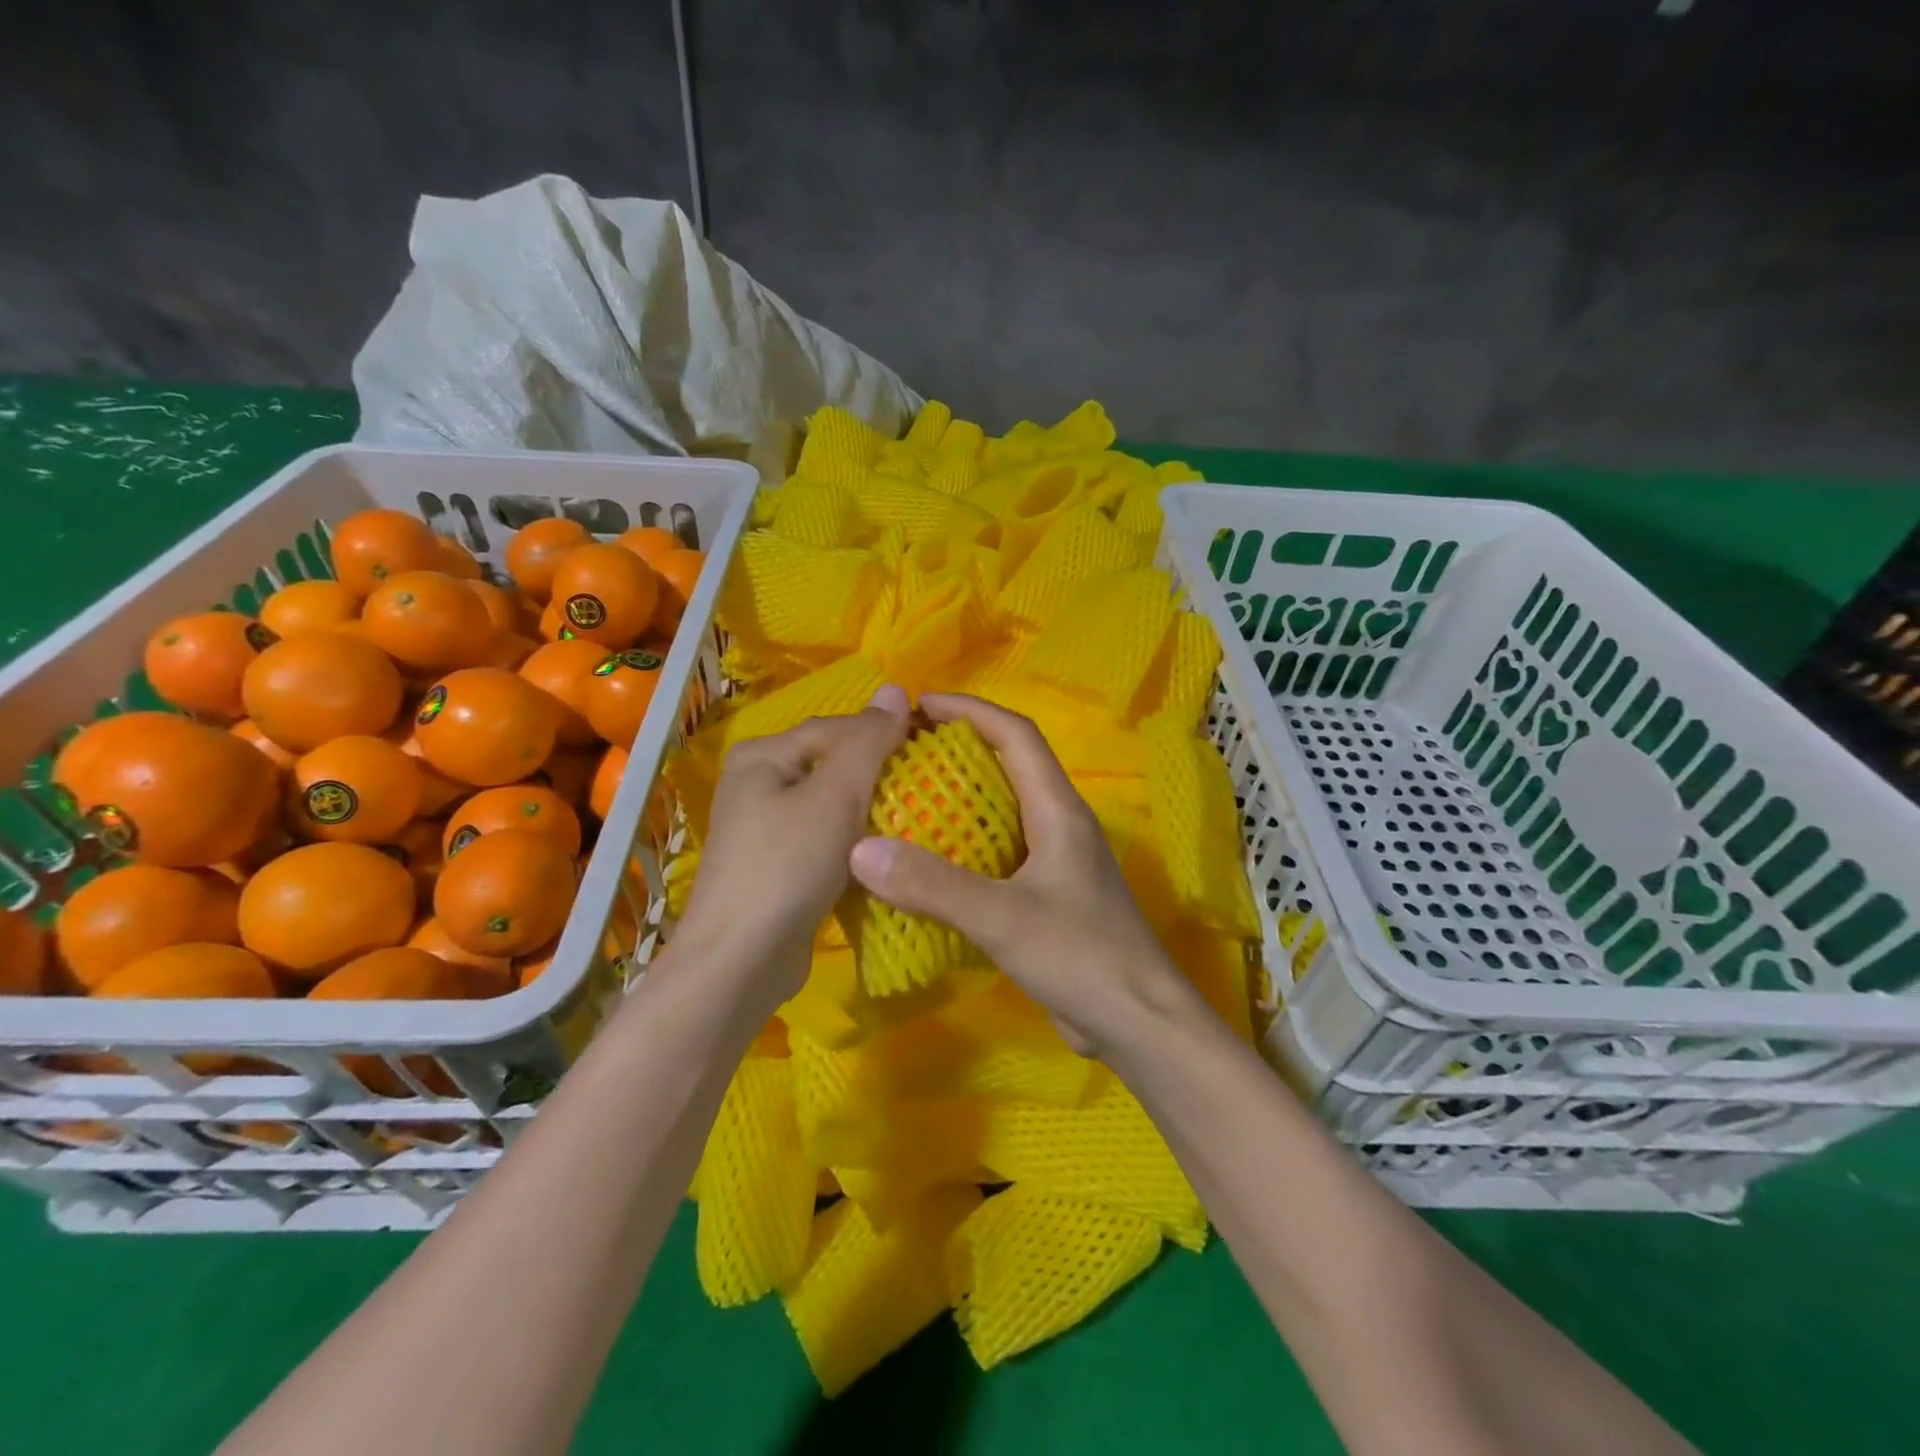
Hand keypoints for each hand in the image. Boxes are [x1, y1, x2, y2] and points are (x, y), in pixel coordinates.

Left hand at [674, 684, 909, 1013]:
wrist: (742, 961)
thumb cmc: (788, 865)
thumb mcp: (835, 795)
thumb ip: (868, 741)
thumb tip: (893, 688)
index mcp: (763, 756)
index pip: (836, 728)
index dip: (884, 736)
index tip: (931, 754)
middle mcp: (758, 785)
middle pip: (833, 766)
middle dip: (878, 778)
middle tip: (928, 791)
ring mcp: (766, 829)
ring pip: (833, 807)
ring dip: (870, 814)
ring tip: (915, 821)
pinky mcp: (778, 868)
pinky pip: (826, 841)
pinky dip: (854, 845)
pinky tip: (883, 856)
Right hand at [846, 693, 1194, 1056]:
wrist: (1139, 1024)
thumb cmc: (1082, 957)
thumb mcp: (1003, 918)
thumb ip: (934, 885)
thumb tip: (860, 848)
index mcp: (1059, 810)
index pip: (1016, 736)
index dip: (970, 710)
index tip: (918, 705)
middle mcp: (1059, 825)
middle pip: (1008, 765)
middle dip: (958, 748)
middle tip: (900, 752)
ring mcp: (1055, 861)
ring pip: (1002, 810)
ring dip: (959, 797)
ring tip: (904, 799)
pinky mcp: (1046, 895)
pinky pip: (998, 853)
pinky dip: (963, 845)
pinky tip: (928, 864)